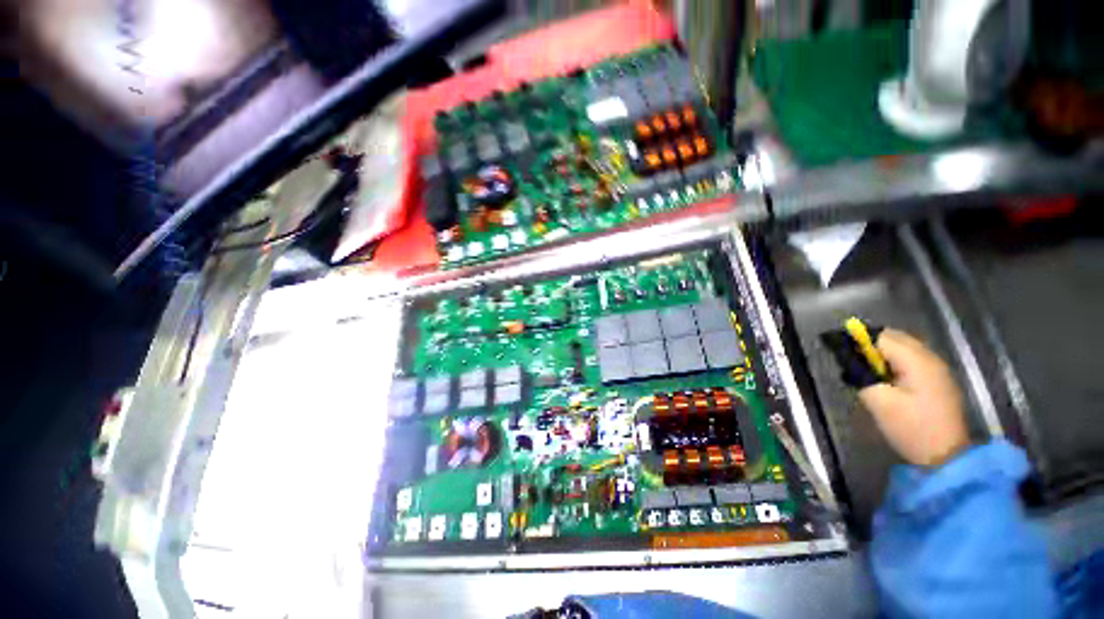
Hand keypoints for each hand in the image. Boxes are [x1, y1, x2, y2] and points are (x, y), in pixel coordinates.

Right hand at [858, 329, 969, 467]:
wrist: (946, 456)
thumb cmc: (910, 427)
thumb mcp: (878, 401)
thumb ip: (862, 375)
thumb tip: (849, 359)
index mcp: (916, 361)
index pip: (882, 337)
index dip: (859, 341)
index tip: (843, 355)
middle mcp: (930, 358)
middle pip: (895, 338)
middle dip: (872, 346)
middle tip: (855, 364)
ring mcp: (938, 369)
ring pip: (905, 348)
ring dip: (884, 355)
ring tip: (869, 373)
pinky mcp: (939, 380)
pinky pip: (913, 360)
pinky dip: (896, 363)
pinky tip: (888, 380)